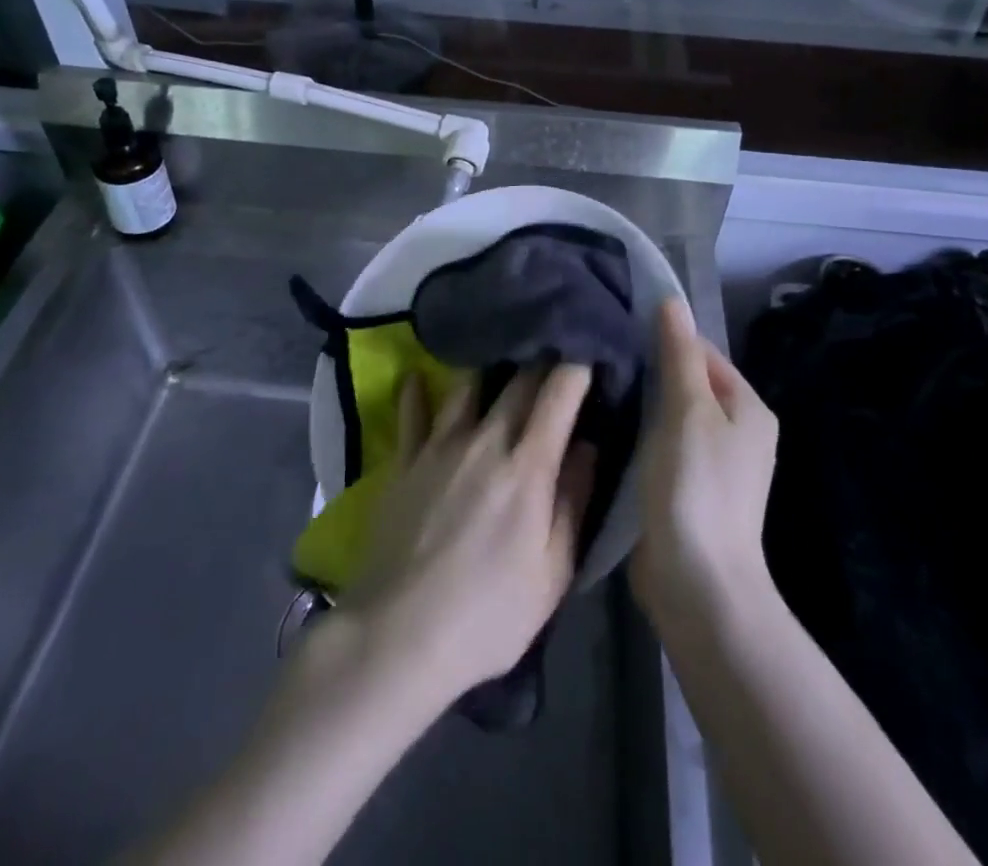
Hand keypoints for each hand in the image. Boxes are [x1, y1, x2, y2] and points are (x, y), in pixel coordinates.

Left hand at [338, 364, 596, 709]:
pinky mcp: (404, 460)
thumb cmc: (488, 614)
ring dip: (489, 370)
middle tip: (553, 352)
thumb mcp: (552, 572)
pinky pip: (411, 412)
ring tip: (498, 361)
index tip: (589, 353)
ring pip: (468, 385)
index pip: (559, 394)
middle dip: (541, 361)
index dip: (577, 366)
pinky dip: (417, 391)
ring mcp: (439, 446)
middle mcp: (485, 440)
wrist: (398, 634)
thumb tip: (589, 446)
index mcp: (527, 466)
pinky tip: (418, 377)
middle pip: (517, 380)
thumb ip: (573, 502)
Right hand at [630, 299, 779, 631]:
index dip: (664, 339)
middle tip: (602, 359)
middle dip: (649, 371)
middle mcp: (736, 432)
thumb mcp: (688, 410)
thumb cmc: (696, 486)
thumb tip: (672, 301)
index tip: (619, 332)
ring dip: (641, 403)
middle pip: (687, 383)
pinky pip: (661, 445)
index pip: (703, 352)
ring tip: (598, 386)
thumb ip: (679, 355)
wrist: (697, 585)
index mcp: (747, 408)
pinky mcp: (686, 488)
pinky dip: (639, 434)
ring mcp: (711, 463)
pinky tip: (608, 426)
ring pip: (670, 415)